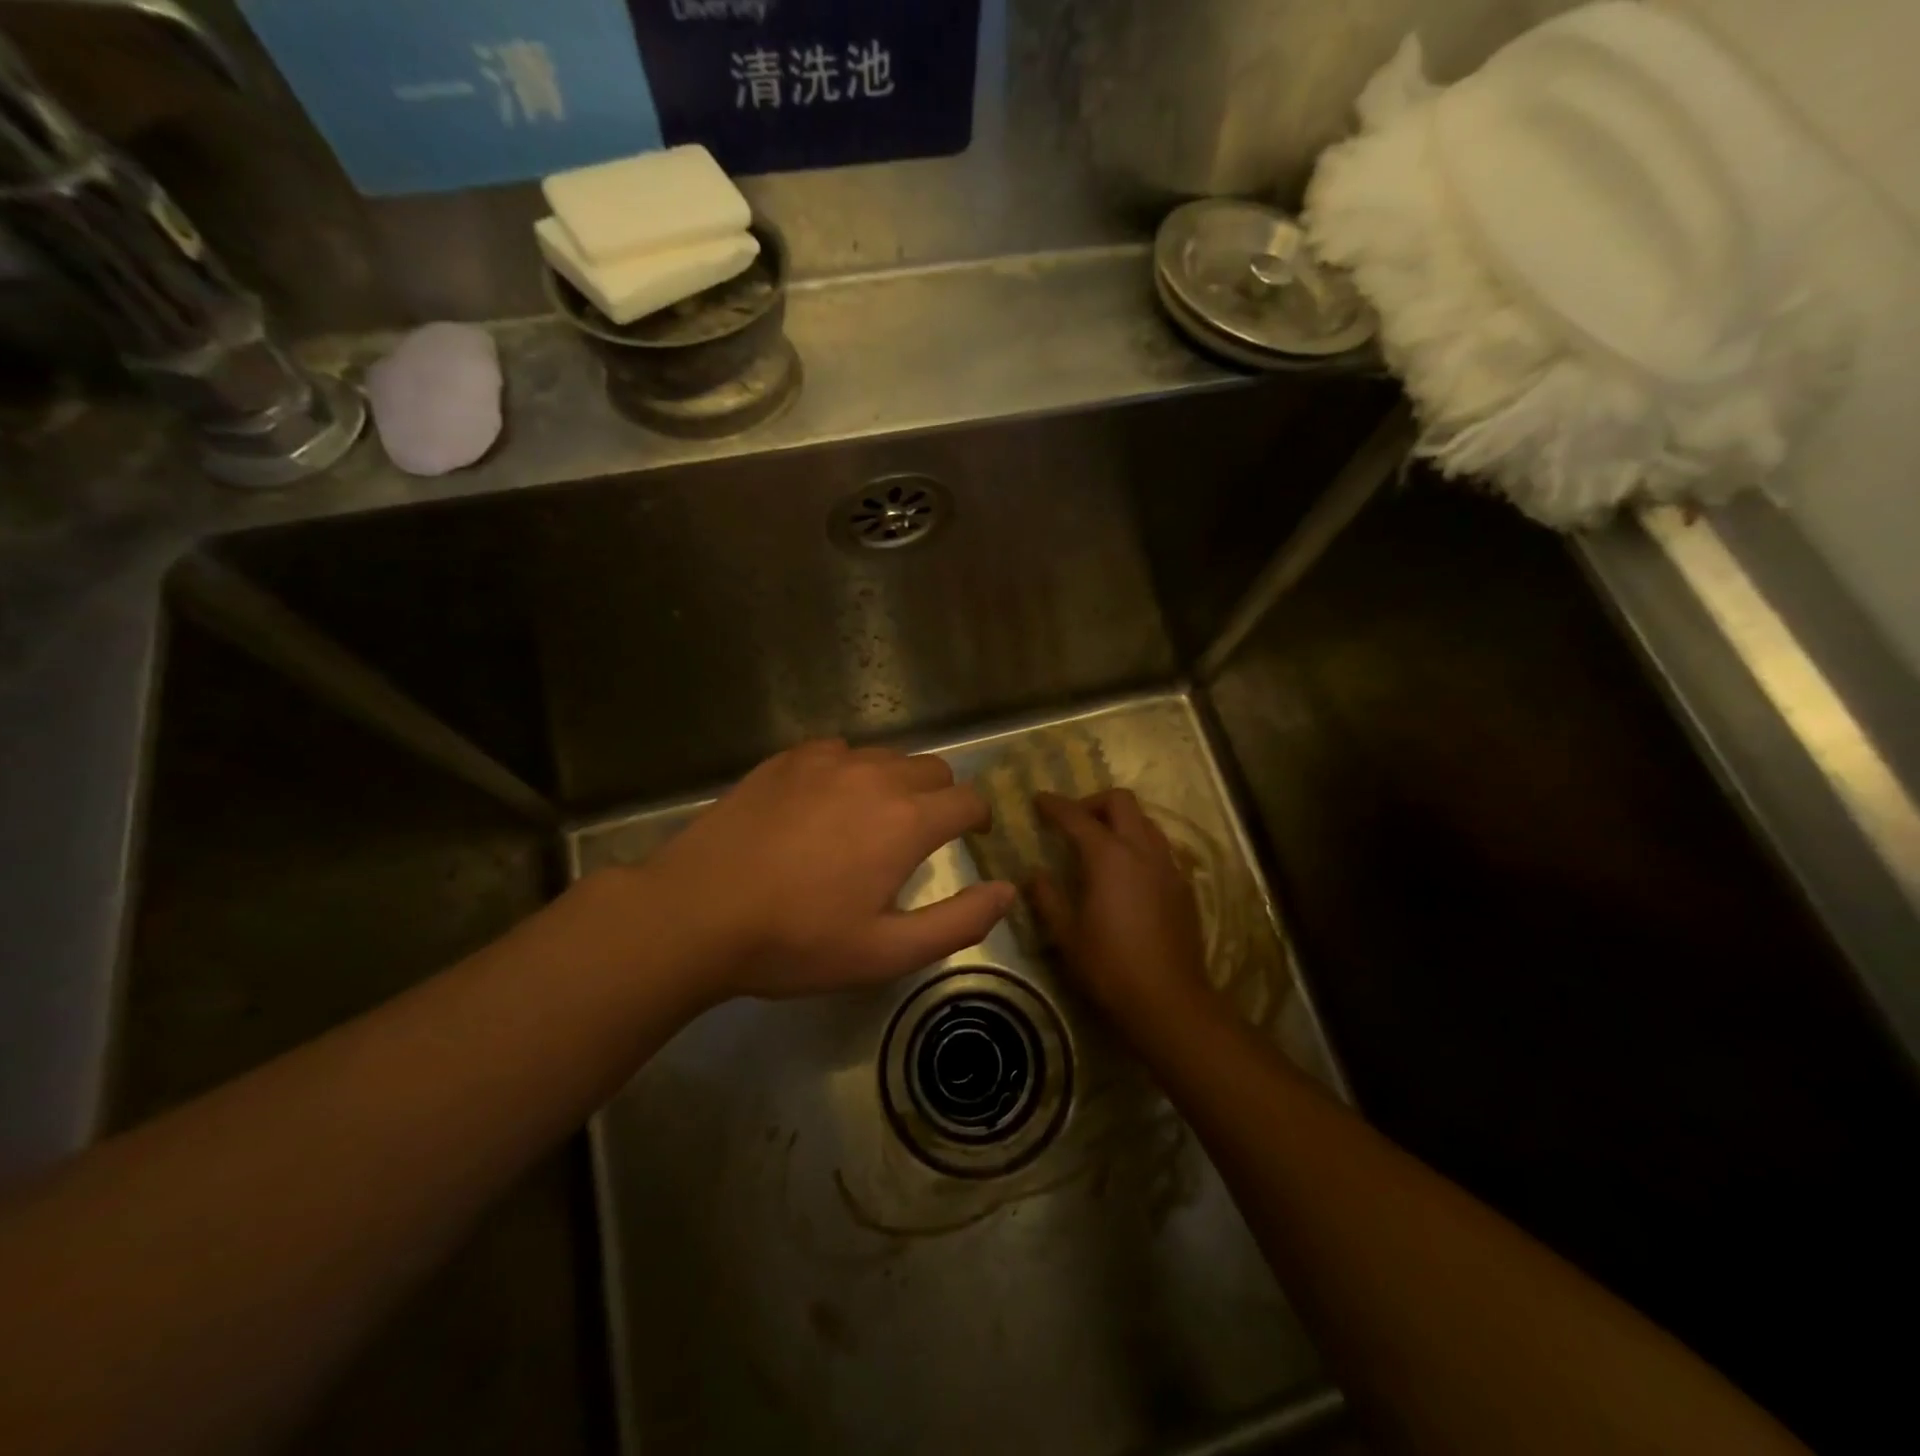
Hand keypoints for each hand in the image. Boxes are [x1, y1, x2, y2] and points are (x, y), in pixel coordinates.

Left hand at [644, 740, 1015, 1001]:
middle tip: (921, 836)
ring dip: (896, 783)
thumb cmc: (797, 941)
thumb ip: (959, 921)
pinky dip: (848, 771)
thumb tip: (1009, 891)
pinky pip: (838, 752)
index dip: (977, 819)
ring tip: (872, 820)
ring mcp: (827, 761)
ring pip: (886, 757)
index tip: (970, 838)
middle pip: (933, 769)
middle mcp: (875, 776)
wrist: (696, 912)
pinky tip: (824, 803)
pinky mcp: (786, 759)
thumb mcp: (886, 952)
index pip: (967, 801)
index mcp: (907, 821)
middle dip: (941, 798)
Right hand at [1032, 790, 1213, 1026]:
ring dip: (1120, 821)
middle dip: (1093, 802)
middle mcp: (1142, 850)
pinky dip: (1139, 844)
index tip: (1039, 800)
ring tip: (1100, 843)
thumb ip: (1047, 897)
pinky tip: (1127, 873)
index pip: (1077, 817)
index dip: (1055, 805)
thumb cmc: (1109, 967)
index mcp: (1108, 856)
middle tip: (1073, 821)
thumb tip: (1033, 874)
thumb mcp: (1066, 934)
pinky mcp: (1184, 886)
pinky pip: (1160, 847)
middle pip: (1121, 802)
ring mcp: (1168, 866)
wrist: (1170, 1001)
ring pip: (1145, 821)